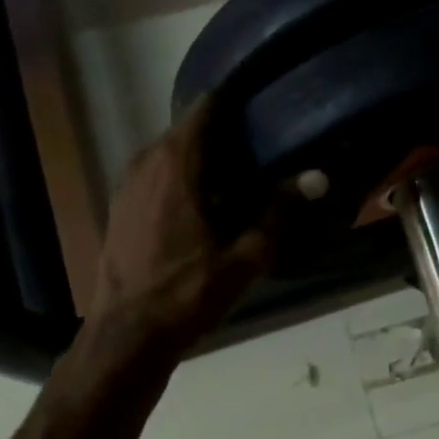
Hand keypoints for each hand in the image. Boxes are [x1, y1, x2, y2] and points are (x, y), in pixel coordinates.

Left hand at [82, 100, 275, 358]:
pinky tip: (205, 208)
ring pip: (171, 155)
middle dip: (225, 135)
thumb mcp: (243, 258)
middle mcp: (145, 162)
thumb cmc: (187, 294)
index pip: (207, 107)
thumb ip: (279, 212)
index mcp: (176, 163)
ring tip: (239, 180)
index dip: (236, 101)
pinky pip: (156, 178)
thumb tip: (318, 177)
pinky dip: (181, 181)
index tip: (265, 107)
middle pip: (190, 130)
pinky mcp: (120, 208)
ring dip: (202, 161)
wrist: (126, 336)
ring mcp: (127, 185)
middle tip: (264, 150)